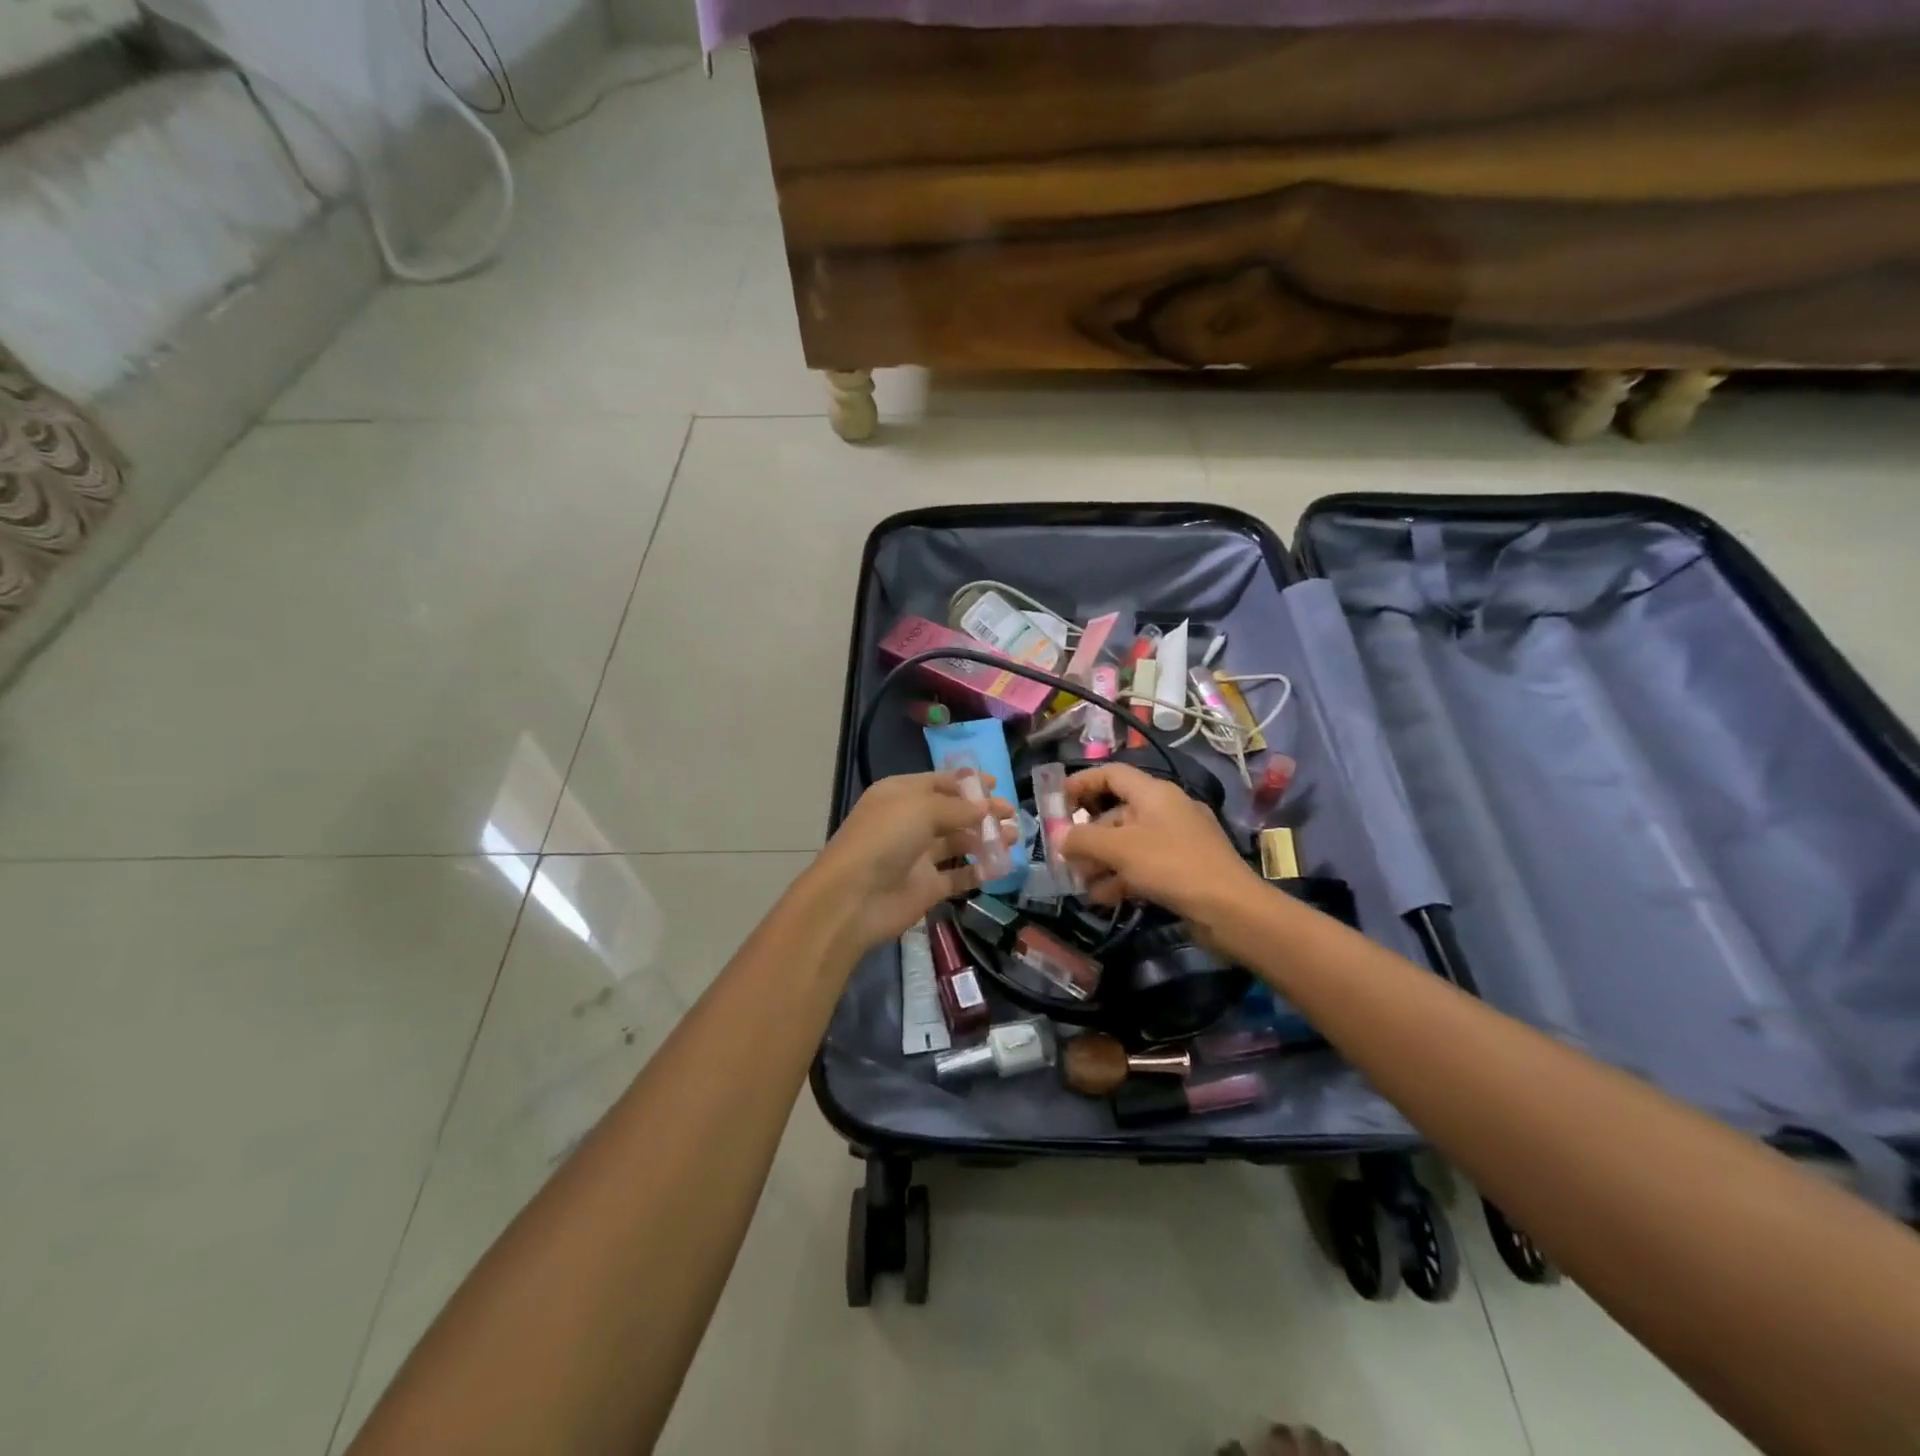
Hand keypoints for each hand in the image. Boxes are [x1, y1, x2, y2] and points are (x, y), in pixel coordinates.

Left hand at [806, 770, 1016, 956]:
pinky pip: (958, 876)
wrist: (854, 897)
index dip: (966, 783)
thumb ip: (958, 808)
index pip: (938, 782)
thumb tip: (985, 807)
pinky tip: (1001, 866)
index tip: (996, 784)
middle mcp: (908, 822)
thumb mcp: (922, 809)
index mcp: (900, 795)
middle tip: (1011, 813)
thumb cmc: (885, 838)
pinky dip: (979, 870)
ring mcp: (918, 856)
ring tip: (1014, 837)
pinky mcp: (927, 887)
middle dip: (981, 811)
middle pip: (951, 812)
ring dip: (985, 839)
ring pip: (958, 842)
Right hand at [1062, 762, 1259, 922]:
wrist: (1230, 908)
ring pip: (1128, 842)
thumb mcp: (1119, 849)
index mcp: (1153, 792)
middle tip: (1065, 856)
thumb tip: (1059, 838)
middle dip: (1088, 835)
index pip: (1111, 774)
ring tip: (1080, 884)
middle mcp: (1165, 809)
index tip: (1057, 802)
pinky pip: (1144, 864)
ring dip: (1101, 861)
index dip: (1081, 783)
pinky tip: (1103, 898)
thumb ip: (1083, 839)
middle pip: (1116, 812)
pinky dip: (1122, 876)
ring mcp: (1177, 839)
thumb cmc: (1170, 865)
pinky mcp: (1183, 867)